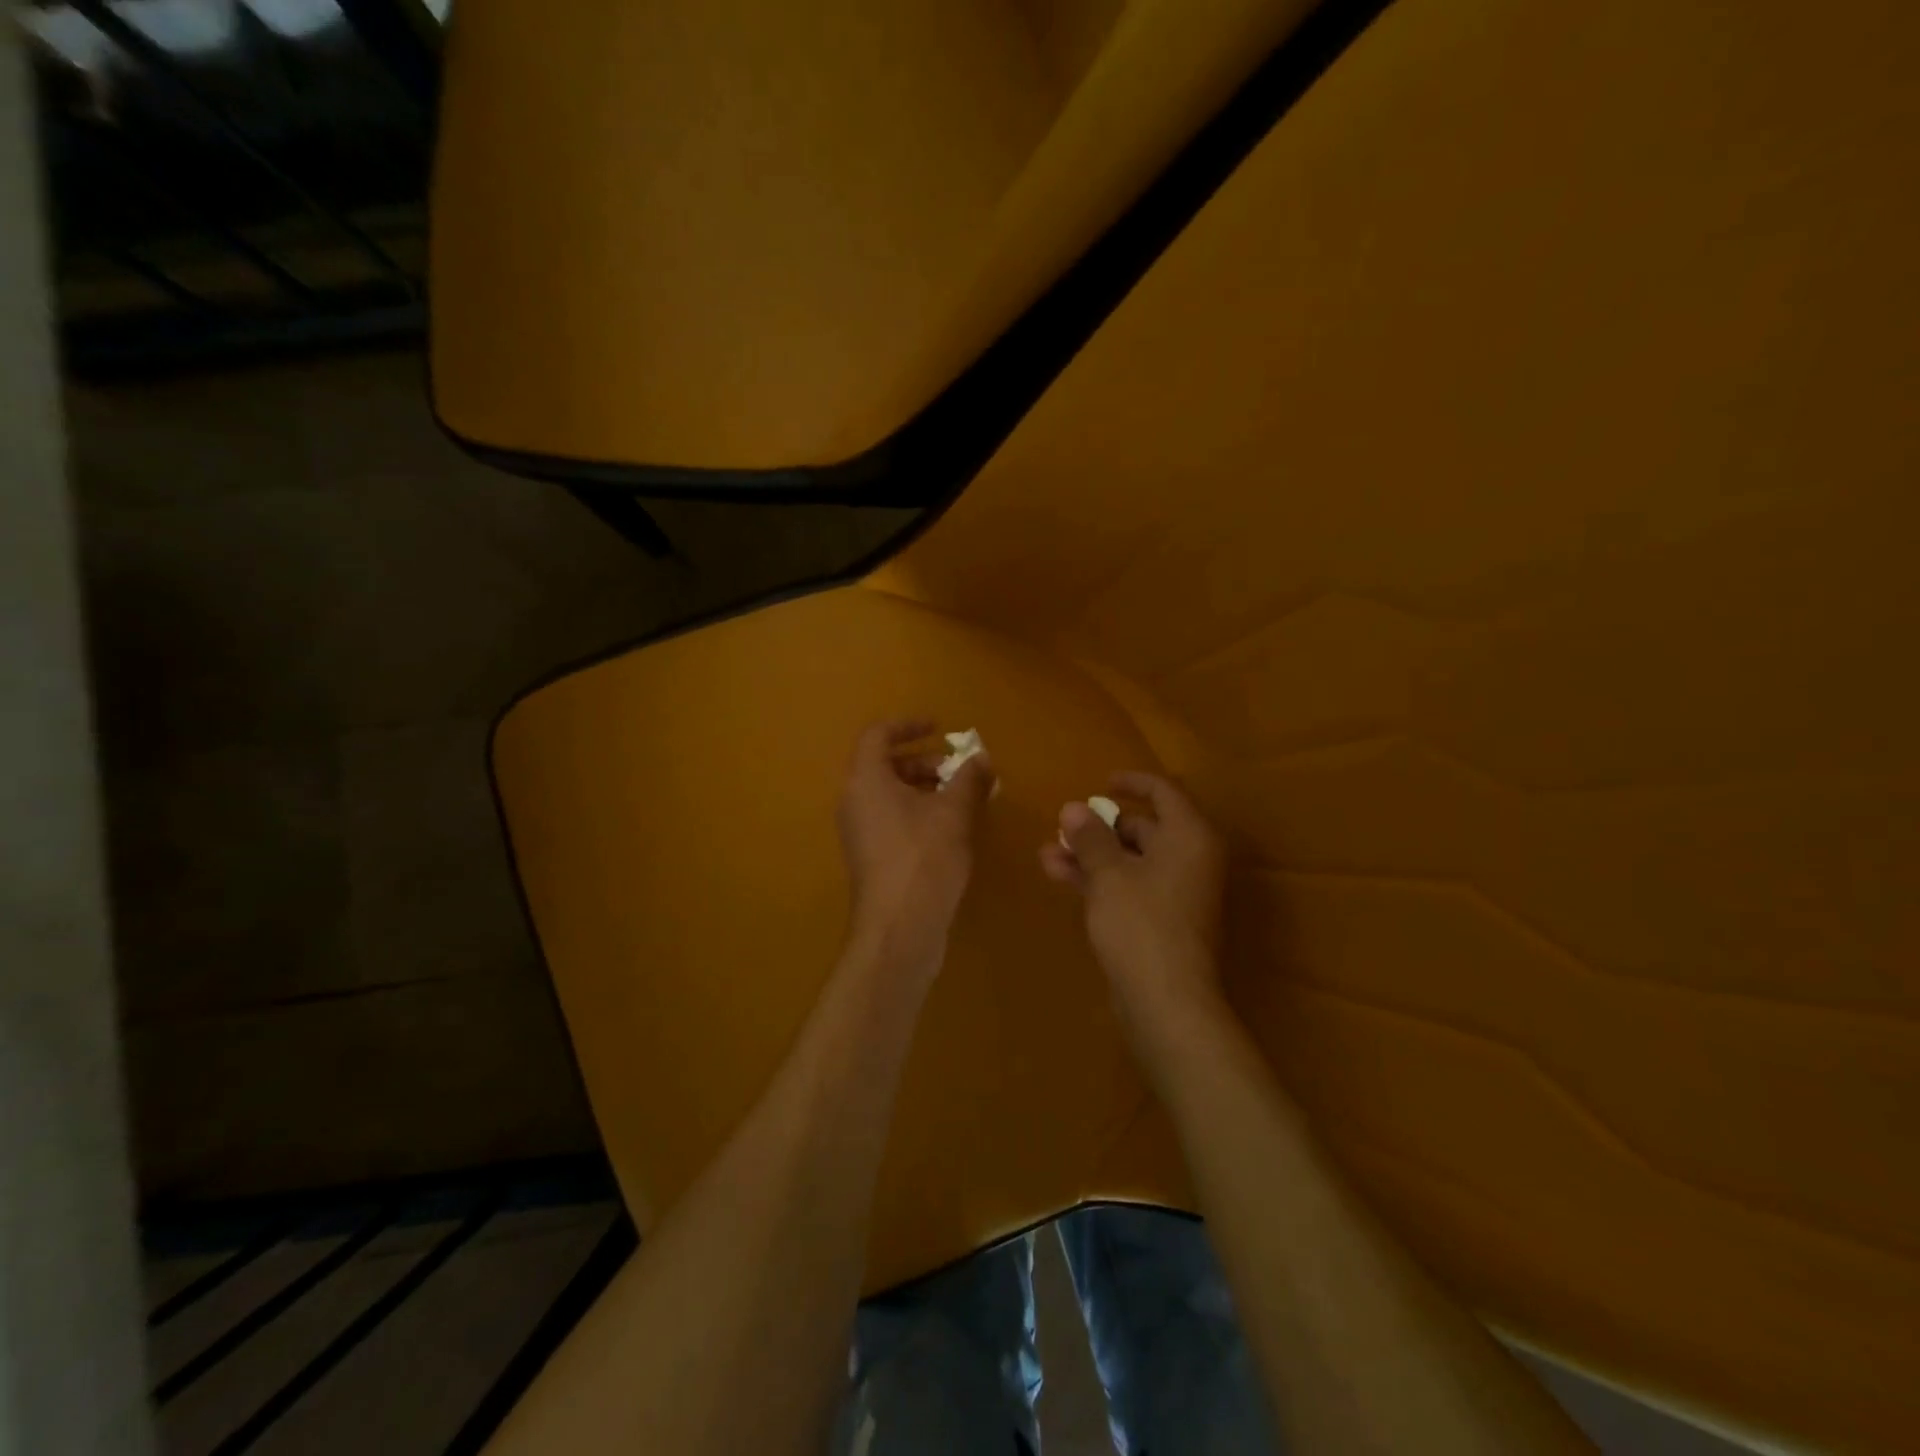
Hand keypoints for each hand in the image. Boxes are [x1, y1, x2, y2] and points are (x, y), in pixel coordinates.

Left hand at [837, 719, 995, 981]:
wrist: (899, 927)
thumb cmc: (924, 857)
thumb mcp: (955, 812)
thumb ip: (969, 778)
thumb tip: (981, 758)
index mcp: (866, 780)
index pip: (878, 735)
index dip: (909, 726)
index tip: (939, 728)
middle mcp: (854, 801)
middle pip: (884, 765)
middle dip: (924, 761)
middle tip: (958, 771)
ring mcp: (859, 831)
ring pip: (889, 794)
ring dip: (924, 788)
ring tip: (961, 799)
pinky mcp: (869, 857)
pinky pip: (891, 818)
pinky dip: (917, 812)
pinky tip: (949, 829)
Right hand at [1041, 772, 1228, 1058]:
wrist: (1166, 1001)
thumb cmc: (1141, 924)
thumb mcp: (1108, 873)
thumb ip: (1090, 836)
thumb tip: (1074, 807)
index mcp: (1189, 837)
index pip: (1164, 792)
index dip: (1132, 782)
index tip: (1100, 782)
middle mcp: (1190, 859)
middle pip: (1144, 828)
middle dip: (1099, 827)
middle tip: (1062, 827)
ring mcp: (1177, 892)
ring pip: (1130, 860)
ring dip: (1091, 855)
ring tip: (1048, 853)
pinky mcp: (1162, 921)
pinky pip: (1129, 887)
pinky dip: (1100, 880)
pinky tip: (1061, 876)